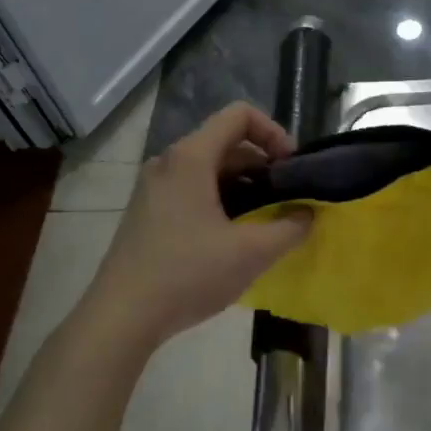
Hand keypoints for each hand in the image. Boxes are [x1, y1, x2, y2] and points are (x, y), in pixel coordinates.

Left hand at [81, 102, 312, 347]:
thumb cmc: (188, 274)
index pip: (239, 115)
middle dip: (263, 165)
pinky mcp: (148, 212)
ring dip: (244, 186)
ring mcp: (153, 188)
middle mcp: (168, 163)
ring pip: (209, 169)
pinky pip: (192, 190)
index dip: (274, 132)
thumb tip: (308, 214)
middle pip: (225, 142)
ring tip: (266, 221)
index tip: (292, 168)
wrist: (122, 315)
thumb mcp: (251, 252)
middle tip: (286, 199)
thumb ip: (290, 228)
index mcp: (190, 158)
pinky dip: (221, 201)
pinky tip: (234, 238)